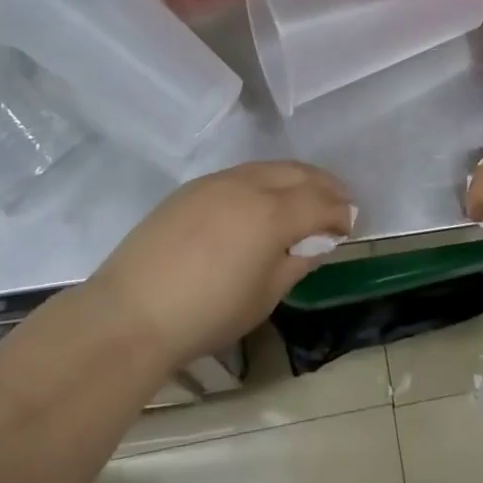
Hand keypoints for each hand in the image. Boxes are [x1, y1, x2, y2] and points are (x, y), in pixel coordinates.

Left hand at [88, 162, 353, 370]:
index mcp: (272, 214)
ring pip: (270, 167)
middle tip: (339, 201)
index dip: (341, 212)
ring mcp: (218, 181)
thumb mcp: (264, 296)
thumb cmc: (207, 314)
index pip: (320, 202)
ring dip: (296, 177)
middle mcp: (249, 185)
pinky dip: (265, 180)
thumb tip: (317, 241)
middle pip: (299, 174)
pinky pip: (242, 173)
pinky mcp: (194, 187)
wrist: (131, 313)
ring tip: (307, 195)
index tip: (351, 224)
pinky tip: (264, 198)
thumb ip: (297, 261)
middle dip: (325, 185)